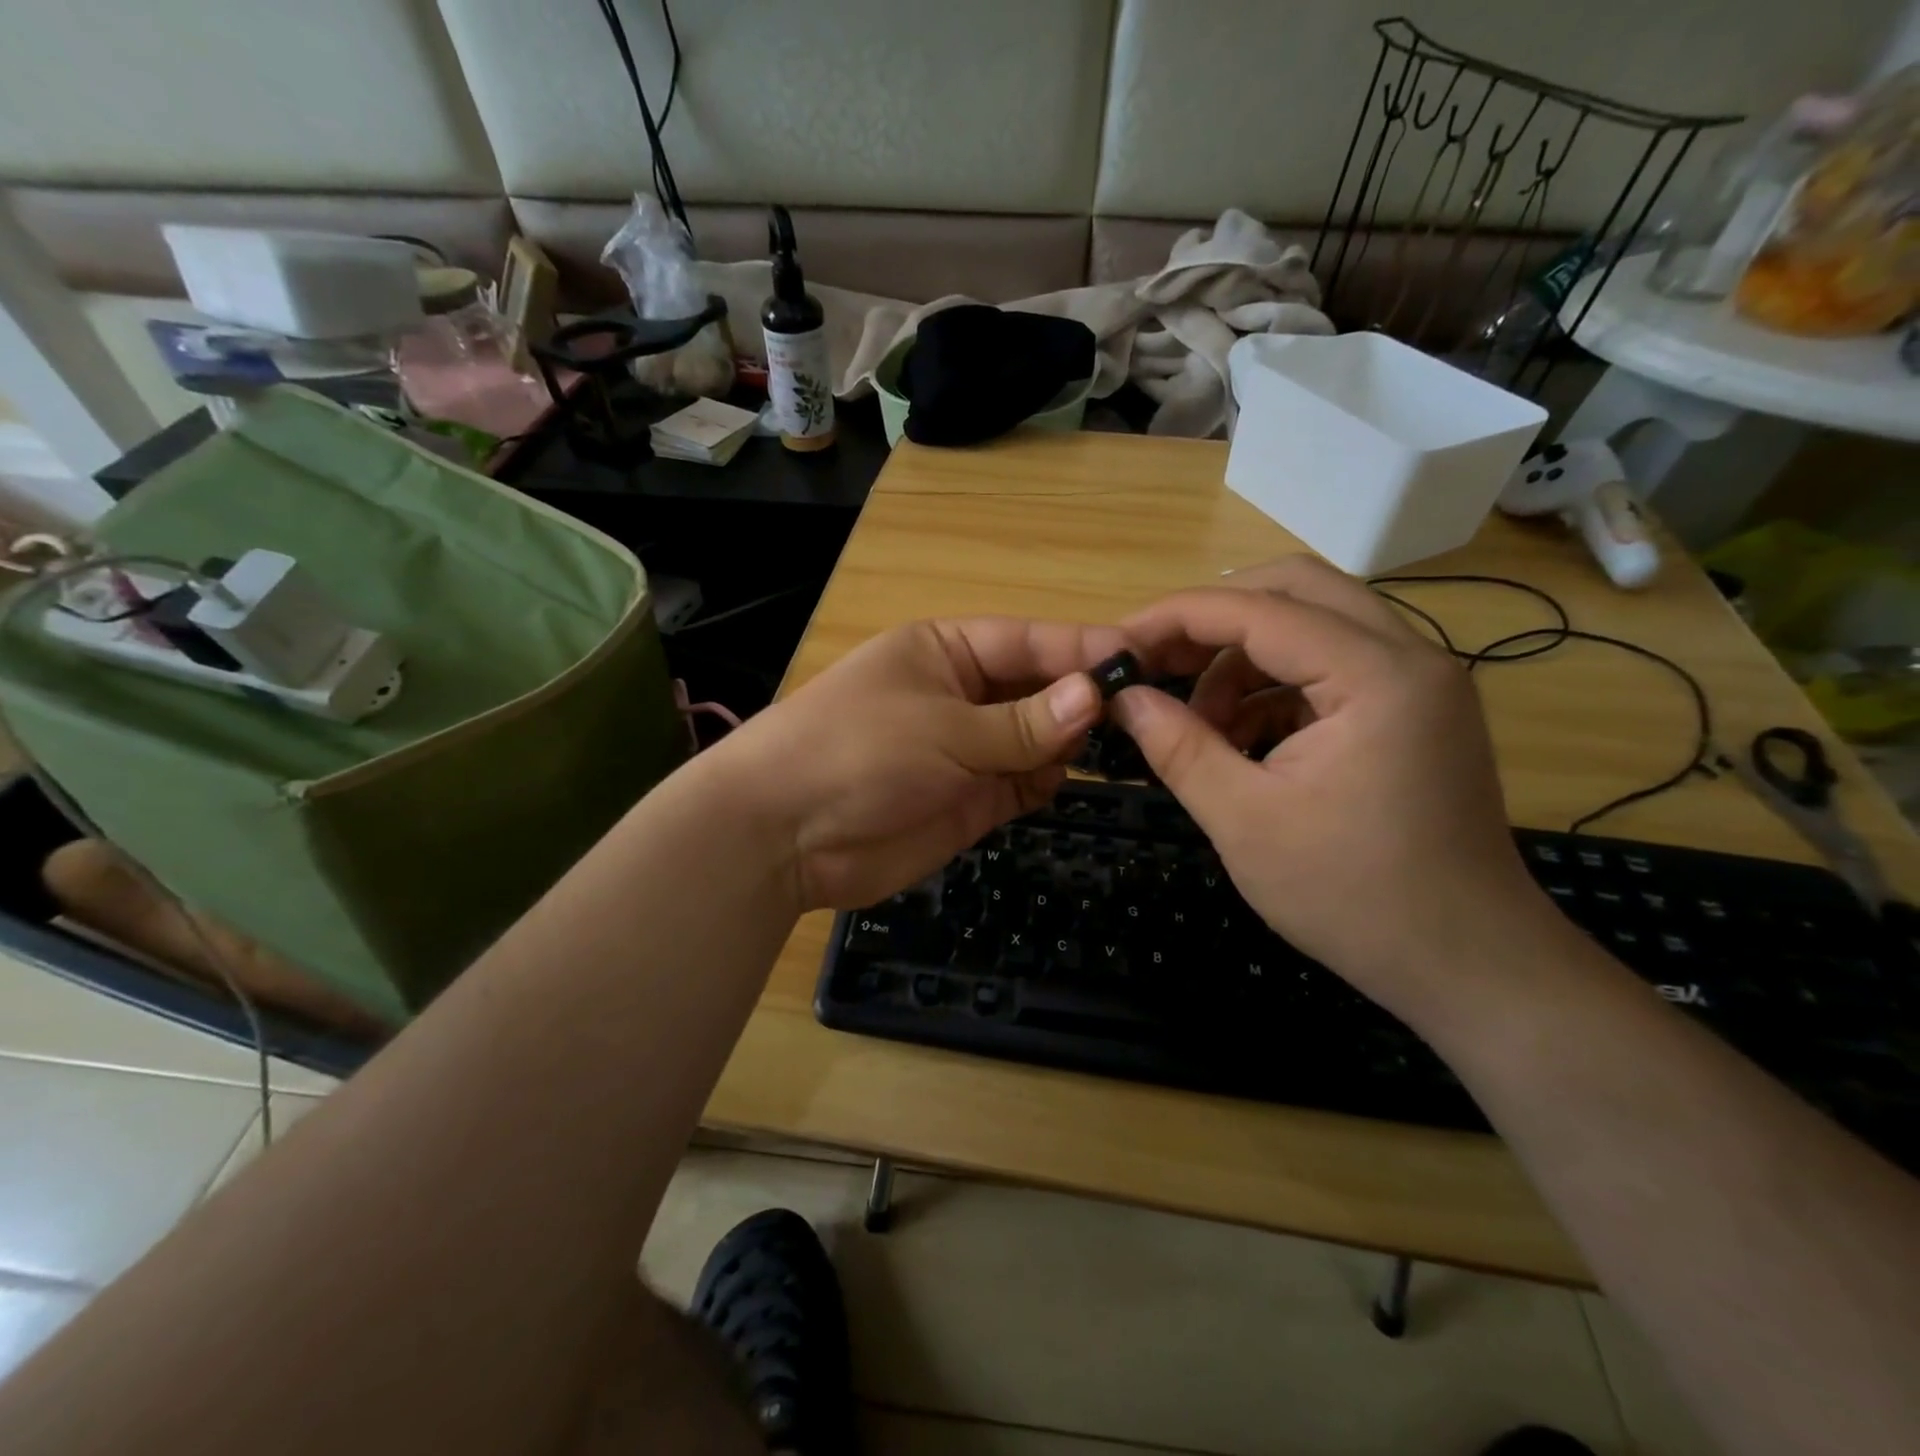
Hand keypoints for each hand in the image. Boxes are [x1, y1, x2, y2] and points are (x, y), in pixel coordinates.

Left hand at [713, 617, 1125, 910]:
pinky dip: (1047, 781)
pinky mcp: (970, 800)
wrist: (783, 836)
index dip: (1082, 649)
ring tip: (1117, 747)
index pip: (1028, 641)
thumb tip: (1097, 696)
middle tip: (1143, 712)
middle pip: (1038, 688)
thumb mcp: (943, 728)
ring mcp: (967, 750)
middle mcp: (961, 694)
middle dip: (1082, 699)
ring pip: (1038, 738)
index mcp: (946, 651)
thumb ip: (1022, 721)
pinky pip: (1024, 783)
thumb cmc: (857, 753)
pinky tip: (1066, 780)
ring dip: (1070, 742)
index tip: (1141, 660)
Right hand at [1112, 556, 1552, 1011]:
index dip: (1177, 617)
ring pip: (1315, 623)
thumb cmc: (1354, 896)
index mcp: (1376, 675)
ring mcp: (1419, 682)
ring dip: (1244, 657)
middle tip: (1158, 660)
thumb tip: (1123, 698)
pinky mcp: (1415, 711)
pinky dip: (1276, 688)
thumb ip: (1178, 746)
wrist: (1469, 965)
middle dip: (1215, 616)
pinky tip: (1241, 740)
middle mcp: (1411, 656)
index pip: (1259, 609)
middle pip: (1297, 588)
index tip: (1119, 643)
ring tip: (1199, 722)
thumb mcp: (1244, 821)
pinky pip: (1332, 667)